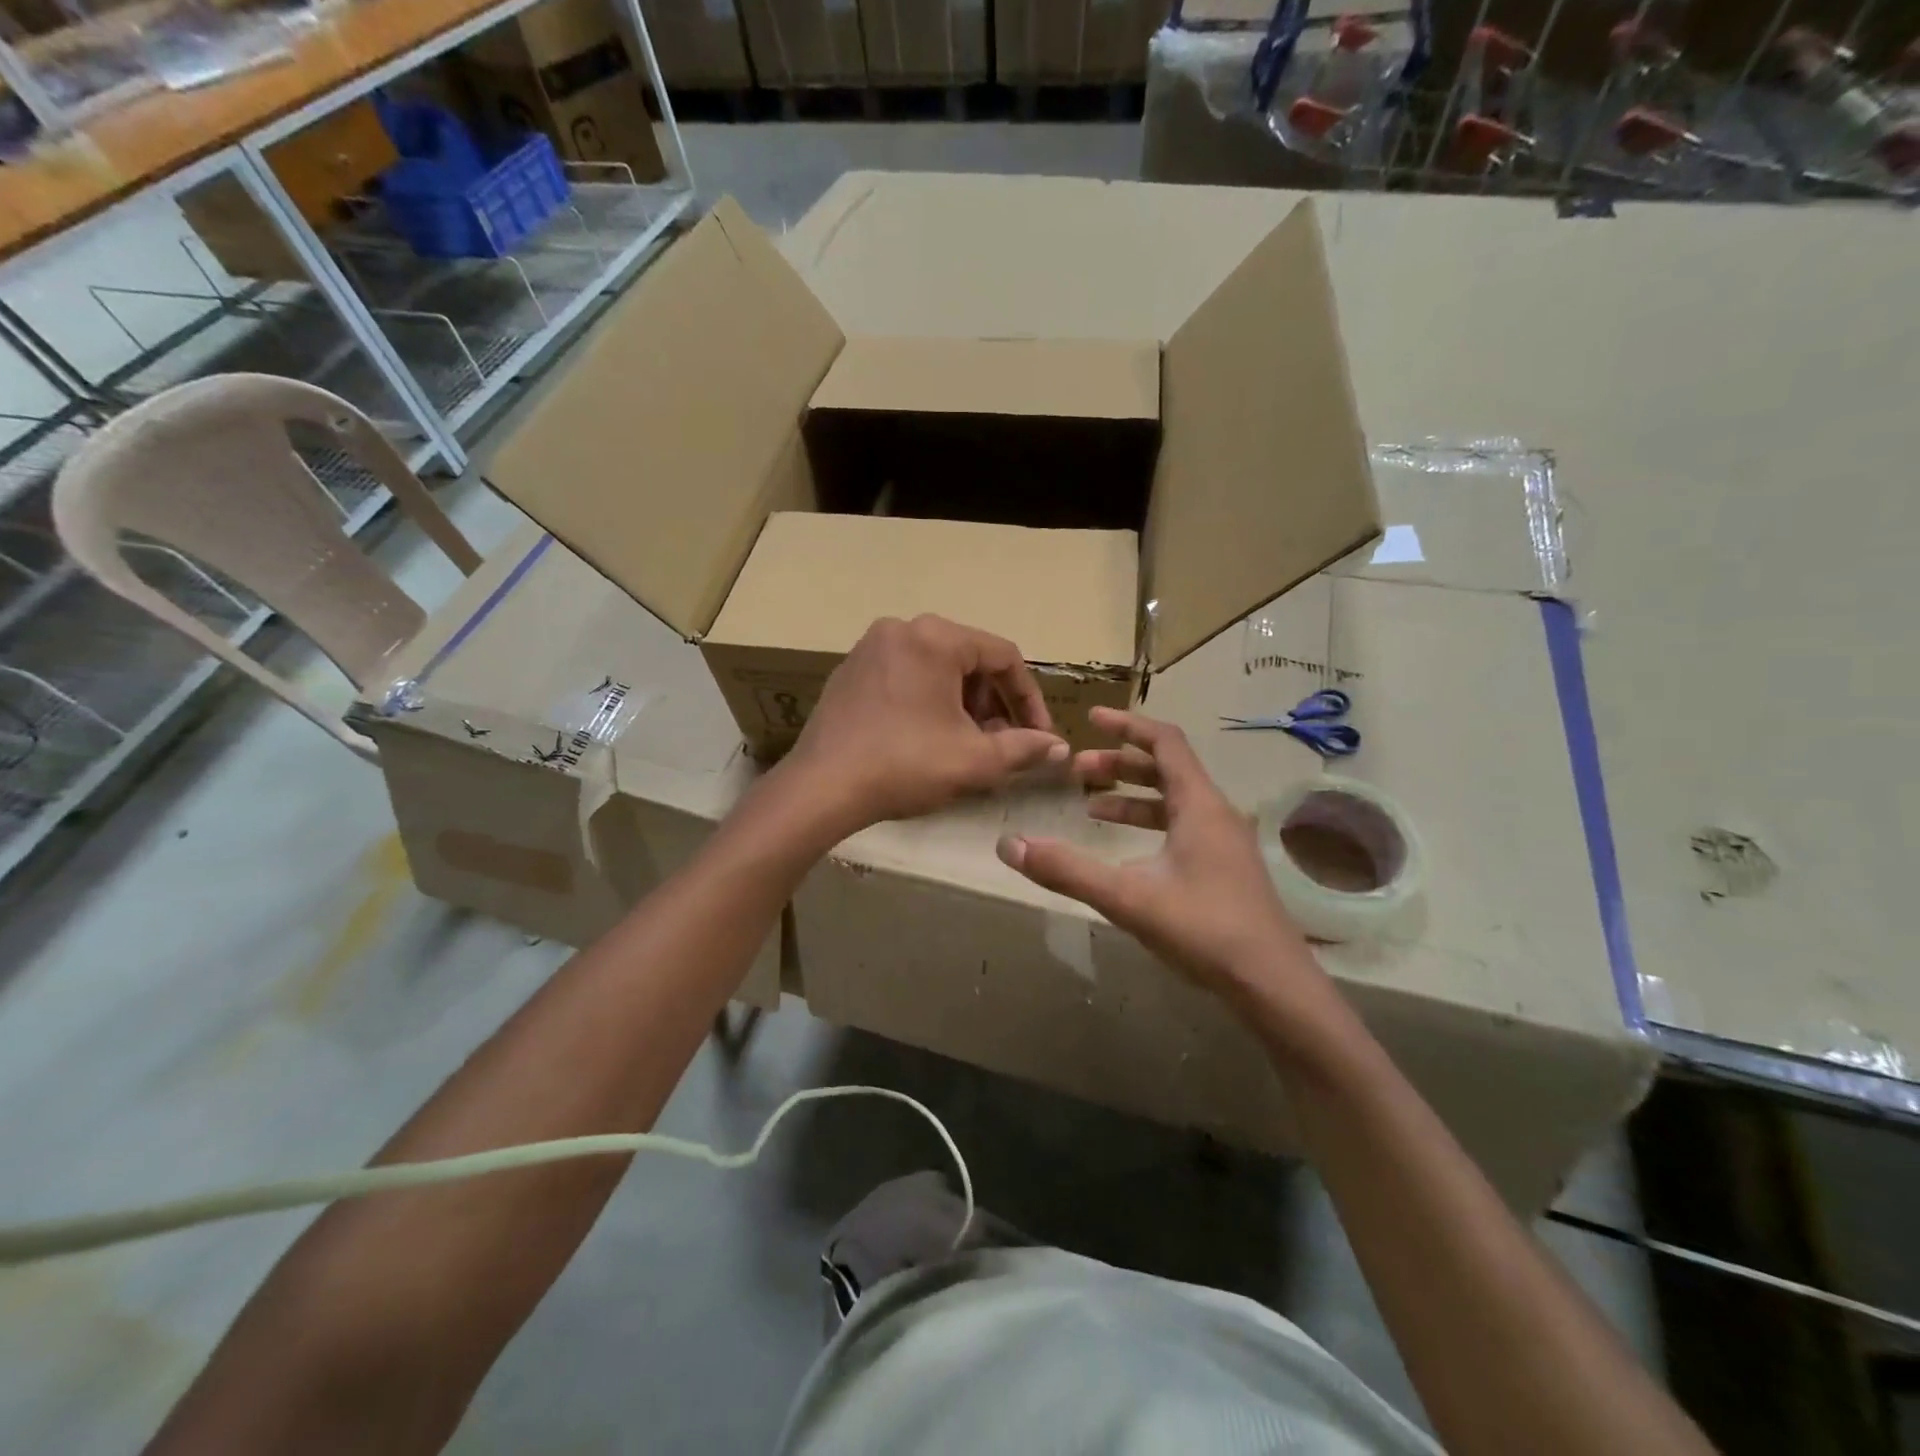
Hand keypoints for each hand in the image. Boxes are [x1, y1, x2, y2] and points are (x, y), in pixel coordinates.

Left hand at [779, 615, 1067, 834]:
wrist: (821, 788)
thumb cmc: (904, 765)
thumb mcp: (974, 761)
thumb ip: (1023, 748)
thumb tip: (1057, 747)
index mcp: (935, 638)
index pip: (1004, 656)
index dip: (1029, 698)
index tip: (1039, 735)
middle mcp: (902, 629)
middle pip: (969, 659)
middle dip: (994, 703)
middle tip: (1002, 743)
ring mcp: (870, 648)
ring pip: (937, 668)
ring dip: (963, 704)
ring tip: (968, 744)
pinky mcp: (850, 672)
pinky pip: (906, 676)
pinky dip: (929, 701)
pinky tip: (929, 738)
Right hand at [996, 708, 1324, 1008]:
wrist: (1273, 984)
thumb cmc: (1204, 930)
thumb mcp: (1128, 898)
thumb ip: (1067, 870)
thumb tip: (1009, 844)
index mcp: (1199, 805)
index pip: (1165, 742)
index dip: (1127, 725)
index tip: (1091, 718)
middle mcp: (1216, 813)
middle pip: (1167, 769)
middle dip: (1121, 764)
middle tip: (1079, 770)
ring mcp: (1225, 842)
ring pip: (1175, 801)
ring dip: (1133, 797)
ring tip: (1092, 808)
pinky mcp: (1226, 868)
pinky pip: (1183, 828)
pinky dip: (1150, 826)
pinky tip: (1127, 854)